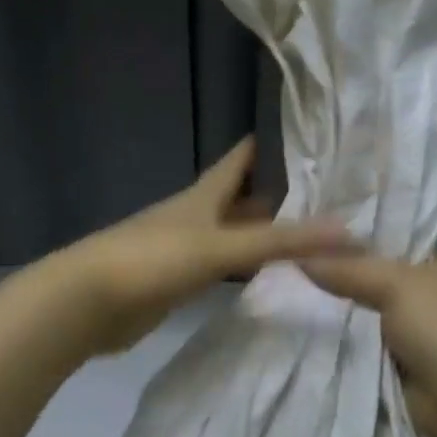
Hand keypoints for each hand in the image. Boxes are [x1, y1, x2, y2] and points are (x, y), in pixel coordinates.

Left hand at [51, 137, 354, 355]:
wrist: (88, 302)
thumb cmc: (153, 260)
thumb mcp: (221, 246)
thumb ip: (281, 241)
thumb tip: (349, 231)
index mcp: (203, 196)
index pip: (240, 160)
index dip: (268, 145)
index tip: (306, 134)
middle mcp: (194, 217)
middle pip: (238, 198)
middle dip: (274, 194)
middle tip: (322, 193)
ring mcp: (183, 250)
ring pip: (230, 234)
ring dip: (260, 233)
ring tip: (304, 234)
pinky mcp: (175, 283)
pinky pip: (218, 268)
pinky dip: (242, 267)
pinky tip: (261, 275)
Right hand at [299, 251, 436, 436]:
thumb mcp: (394, 284)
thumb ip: (347, 269)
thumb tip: (297, 258)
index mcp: (430, 265)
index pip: (382, 242)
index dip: (345, 240)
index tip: (302, 237)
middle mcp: (419, 294)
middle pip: (364, 279)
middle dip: (330, 278)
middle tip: (283, 268)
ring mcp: (405, 331)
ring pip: (356, 314)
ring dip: (329, 313)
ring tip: (281, 296)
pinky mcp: (391, 363)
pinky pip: (355, 346)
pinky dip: (335, 343)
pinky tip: (298, 331)